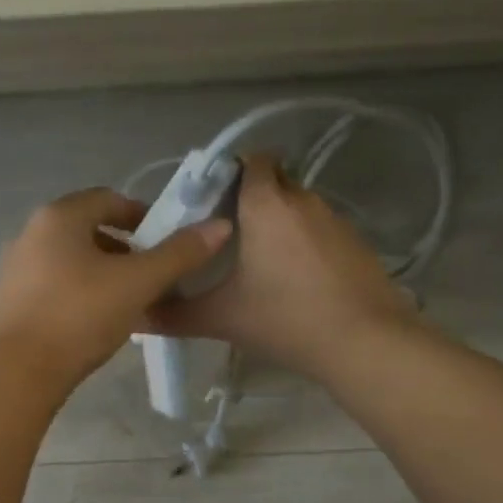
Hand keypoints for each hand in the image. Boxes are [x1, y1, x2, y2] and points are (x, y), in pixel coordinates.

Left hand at [0, 187, 232, 388]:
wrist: (18, 372)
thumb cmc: (80, 315)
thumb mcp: (138, 283)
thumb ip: (179, 254)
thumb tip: (219, 226)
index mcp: (59, 216)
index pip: (109, 199)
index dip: (143, 216)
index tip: (167, 242)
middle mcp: (31, 233)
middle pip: (89, 229)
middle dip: (126, 249)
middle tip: (153, 275)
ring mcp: (16, 268)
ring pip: (72, 260)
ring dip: (104, 273)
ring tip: (131, 302)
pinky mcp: (11, 302)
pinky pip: (56, 285)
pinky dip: (81, 293)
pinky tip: (98, 322)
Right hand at [148, 154, 417, 379]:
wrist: (365, 343)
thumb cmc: (286, 318)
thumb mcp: (222, 318)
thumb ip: (175, 314)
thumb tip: (137, 315)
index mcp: (266, 203)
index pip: (250, 159)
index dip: (229, 172)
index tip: (210, 202)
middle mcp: (302, 200)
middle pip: (273, 181)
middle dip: (250, 198)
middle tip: (226, 235)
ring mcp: (334, 220)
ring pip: (298, 207)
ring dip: (279, 224)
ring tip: (259, 263)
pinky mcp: (356, 243)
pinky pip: (320, 230)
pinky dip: (304, 244)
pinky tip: (295, 282)